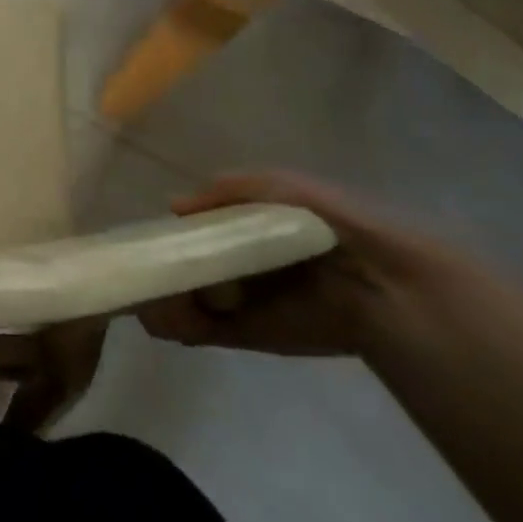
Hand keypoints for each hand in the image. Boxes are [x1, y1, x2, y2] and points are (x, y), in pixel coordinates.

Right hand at [135, 173, 458, 356]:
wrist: (378, 283)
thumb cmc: (323, 223)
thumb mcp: (275, 186)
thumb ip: (223, 191)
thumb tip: (173, 208)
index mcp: (240, 228)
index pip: (188, 230)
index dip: (164, 234)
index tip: (144, 239)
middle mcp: (231, 264)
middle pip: (177, 265)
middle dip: (156, 269)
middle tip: (144, 272)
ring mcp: (234, 301)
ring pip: (178, 298)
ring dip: (159, 298)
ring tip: (153, 295)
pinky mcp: (242, 334)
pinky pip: (196, 330)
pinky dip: (174, 325)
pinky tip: (164, 316)